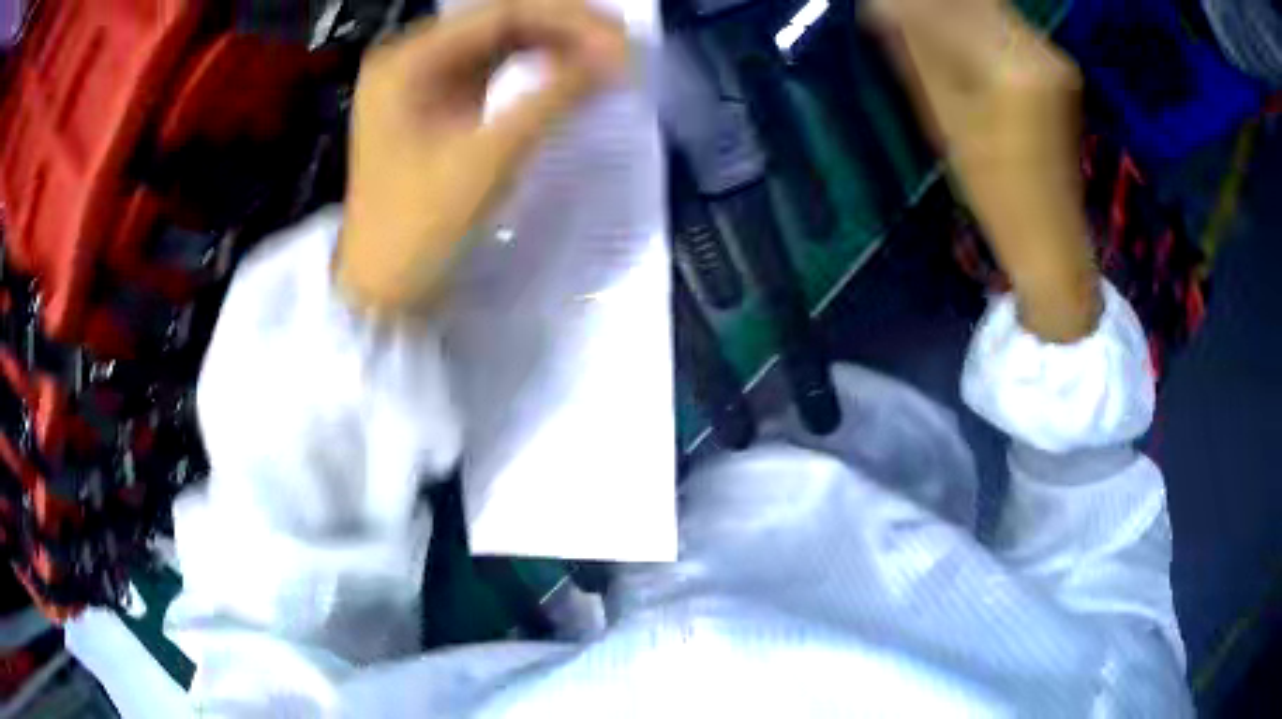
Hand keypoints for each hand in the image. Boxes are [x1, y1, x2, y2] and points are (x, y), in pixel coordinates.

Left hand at [337, 0, 629, 311]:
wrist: (385, 291)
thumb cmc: (420, 228)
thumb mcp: (488, 159)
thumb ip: (554, 98)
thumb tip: (617, 60)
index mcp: (407, 61)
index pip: (501, 13)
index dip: (568, 20)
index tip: (624, 42)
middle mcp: (412, 59)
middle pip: (501, 22)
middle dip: (566, 29)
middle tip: (624, 49)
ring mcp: (425, 81)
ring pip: (503, 43)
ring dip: (557, 46)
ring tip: (609, 58)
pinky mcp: (440, 105)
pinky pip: (496, 71)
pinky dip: (537, 70)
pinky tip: (572, 75)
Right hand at [867, 0, 1099, 341]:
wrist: (1048, 230)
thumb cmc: (993, 189)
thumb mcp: (945, 117)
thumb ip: (917, 52)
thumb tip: (881, 7)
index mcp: (1008, 66)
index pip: (944, 9)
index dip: (906, 4)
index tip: (875, 4)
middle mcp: (1038, 49)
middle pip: (972, 0)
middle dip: (929, 2)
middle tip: (893, 10)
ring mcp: (1051, 55)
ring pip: (988, 8)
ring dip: (949, 8)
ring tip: (915, 20)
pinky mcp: (1055, 63)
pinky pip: (1005, 25)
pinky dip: (973, 21)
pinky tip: (951, 31)